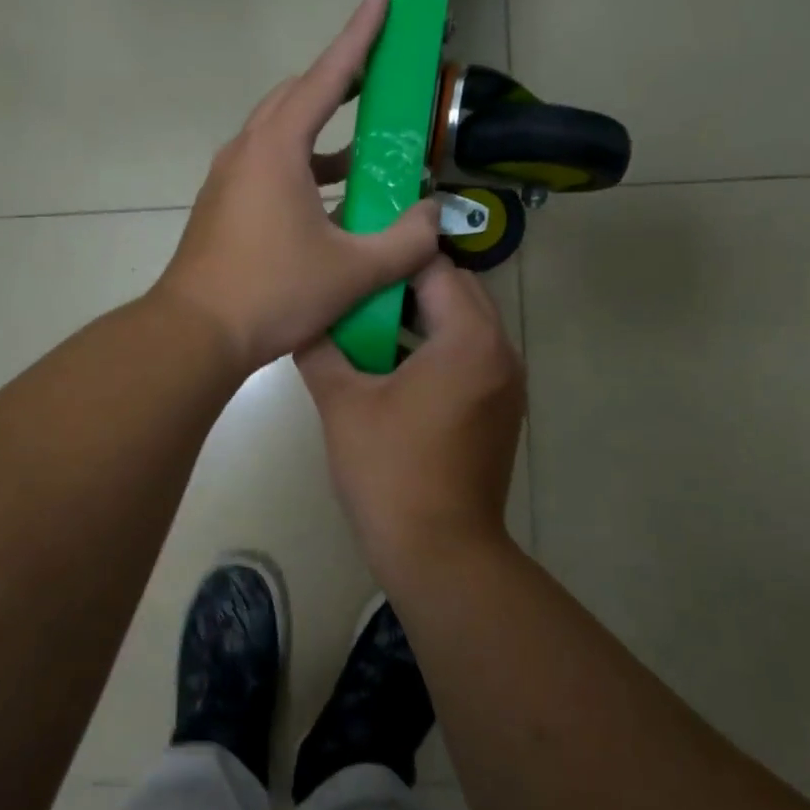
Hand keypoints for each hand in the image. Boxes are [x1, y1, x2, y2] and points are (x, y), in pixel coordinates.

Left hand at [155, 0, 441, 370]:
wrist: (195, 333)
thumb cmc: (272, 293)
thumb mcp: (353, 271)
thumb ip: (405, 241)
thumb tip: (435, 216)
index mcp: (277, 149)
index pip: (327, 77)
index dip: (359, 36)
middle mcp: (247, 151)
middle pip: (297, 97)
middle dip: (339, 80)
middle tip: (379, 77)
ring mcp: (228, 179)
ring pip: (280, 133)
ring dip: (322, 131)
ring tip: (366, 145)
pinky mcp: (223, 206)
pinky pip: (268, 166)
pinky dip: (303, 166)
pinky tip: (331, 198)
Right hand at [296, 257, 525, 580]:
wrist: (440, 553)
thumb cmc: (390, 472)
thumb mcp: (343, 404)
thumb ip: (320, 350)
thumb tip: (302, 320)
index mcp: (469, 339)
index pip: (435, 268)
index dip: (392, 257)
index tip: (354, 255)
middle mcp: (501, 352)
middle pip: (458, 291)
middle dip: (409, 284)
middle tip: (359, 292)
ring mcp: (507, 384)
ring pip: (467, 324)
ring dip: (424, 317)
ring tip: (370, 325)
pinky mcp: (501, 410)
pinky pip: (472, 356)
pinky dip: (439, 348)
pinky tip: (395, 367)